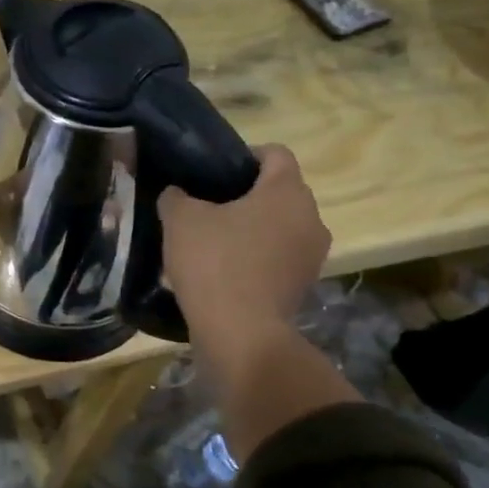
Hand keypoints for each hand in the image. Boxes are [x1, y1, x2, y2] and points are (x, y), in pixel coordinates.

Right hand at [158, 145, 329, 345]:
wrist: (240, 334)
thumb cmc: (214, 263)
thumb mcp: (180, 220)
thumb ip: (176, 197)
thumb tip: (176, 194)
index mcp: (287, 191)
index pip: (275, 153)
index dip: (244, 155)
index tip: (214, 172)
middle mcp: (311, 217)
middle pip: (280, 191)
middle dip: (247, 195)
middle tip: (208, 207)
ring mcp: (312, 254)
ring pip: (281, 226)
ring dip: (253, 228)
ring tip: (214, 241)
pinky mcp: (304, 285)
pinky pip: (280, 257)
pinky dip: (258, 257)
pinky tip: (226, 270)